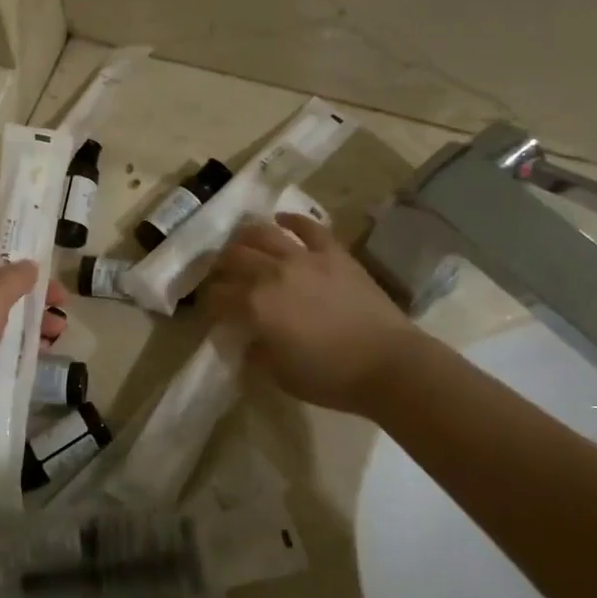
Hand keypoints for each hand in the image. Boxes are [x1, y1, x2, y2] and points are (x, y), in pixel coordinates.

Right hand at [203, 213, 418, 412]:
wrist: (388, 364)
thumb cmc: (330, 377)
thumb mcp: (279, 375)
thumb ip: (254, 352)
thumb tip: (245, 337)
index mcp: (255, 306)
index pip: (217, 295)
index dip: (208, 301)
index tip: (211, 309)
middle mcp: (272, 273)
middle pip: (233, 257)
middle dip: (220, 266)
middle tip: (221, 274)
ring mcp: (303, 257)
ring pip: (262, 233)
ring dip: (245, 236)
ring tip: (241, 243)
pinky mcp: (332, 252)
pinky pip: (306, 227)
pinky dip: (290, 220)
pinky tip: (281, 220)